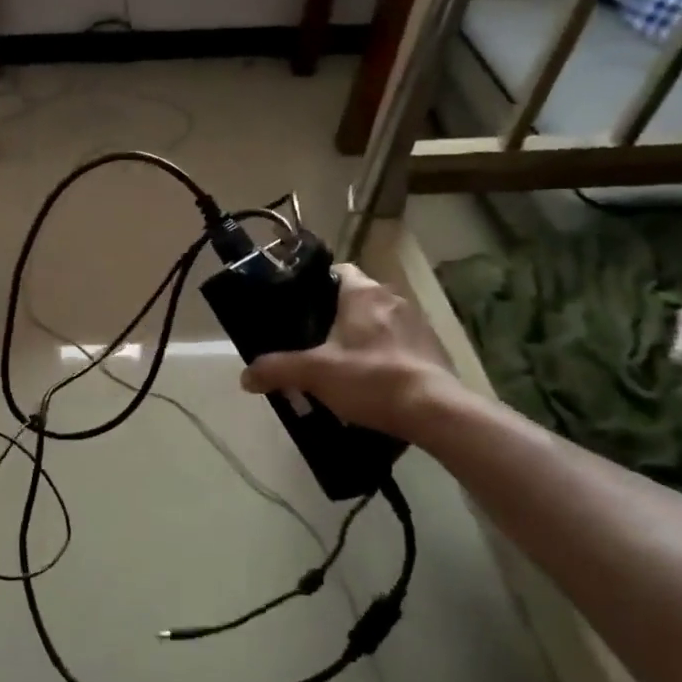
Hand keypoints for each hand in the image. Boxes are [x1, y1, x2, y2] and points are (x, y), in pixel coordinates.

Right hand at [239, 263, 457, 441]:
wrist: (436, 411)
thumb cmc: (371, 378)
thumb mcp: (315, 373)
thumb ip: (277, 369)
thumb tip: (245, 376)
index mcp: (363, 293)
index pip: (338, 270)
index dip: (318, 284)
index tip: (302, 307)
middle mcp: (393, 299)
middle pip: (358, 297)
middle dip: (338, 315)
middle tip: (315, 340)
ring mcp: (419, 323)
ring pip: (381, 320)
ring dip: (365, 336)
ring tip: (344, 363)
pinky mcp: (435, 349)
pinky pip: (402, 343)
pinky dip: (387, 355)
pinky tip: (375, 381)